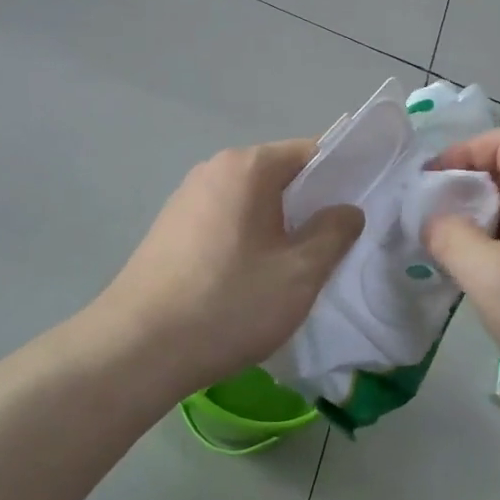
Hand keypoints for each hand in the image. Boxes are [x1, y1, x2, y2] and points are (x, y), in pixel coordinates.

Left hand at [97, 139, 363, 394]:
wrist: (138, 347)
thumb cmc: (229, 303)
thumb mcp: (299, 273)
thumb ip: (333, 233)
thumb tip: (346, 210)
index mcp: (247, 167)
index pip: (310, 152)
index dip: (342, 176)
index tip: (361, 209)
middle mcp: (213, 169)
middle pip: (278, 175)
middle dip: (309, 205)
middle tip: (332, 247)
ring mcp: (185, 198)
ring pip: (250, 201)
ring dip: (277, 226)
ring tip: (292, 269)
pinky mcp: (169, 229)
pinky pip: (224, 220)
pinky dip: (246, 239)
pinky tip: (248, 280)